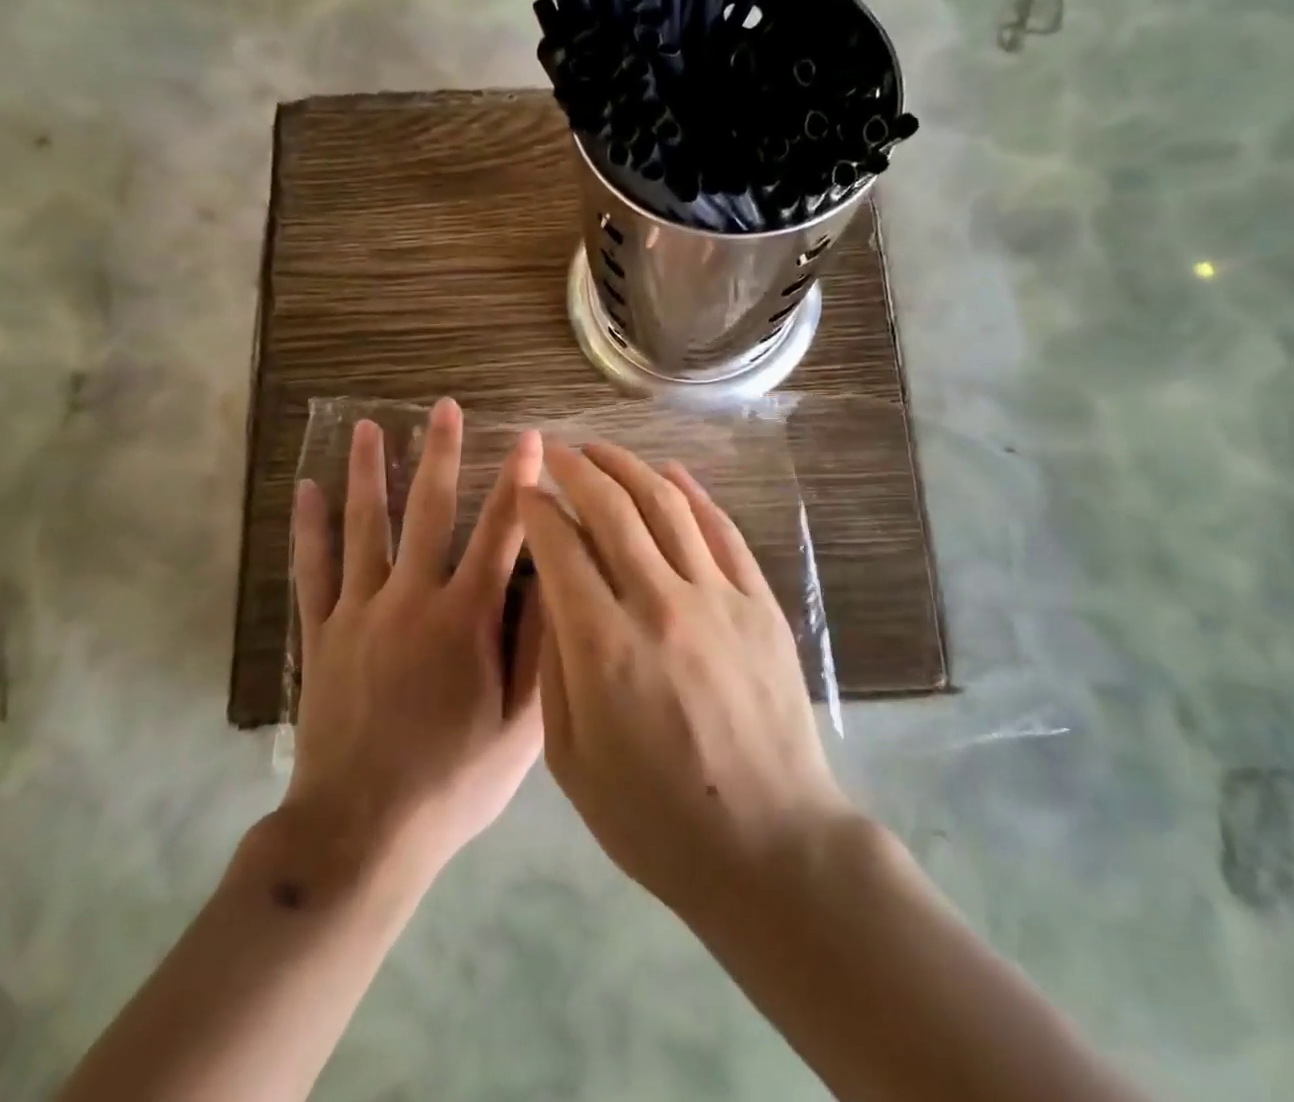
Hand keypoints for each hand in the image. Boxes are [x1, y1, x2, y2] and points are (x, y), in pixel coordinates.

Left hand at [282, 400, 545, 882]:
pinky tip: (305, 490)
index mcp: (465, 619)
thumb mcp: (521, 727)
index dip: (519, 482)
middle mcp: (412, 600)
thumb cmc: (453, 781)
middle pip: (428, 511)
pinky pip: (312, 569)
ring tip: (368, 427)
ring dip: (368, 473)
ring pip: (364, 527)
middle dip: (440, 454)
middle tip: (443, 407)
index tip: (531, 438)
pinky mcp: (322, 633)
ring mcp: (360, 612)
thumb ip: (538, 648)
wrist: (360, 833)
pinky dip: (308, 528)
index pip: (501, 533)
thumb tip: (552, 579)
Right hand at [518, 441, 849, 921]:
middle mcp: (661, 604)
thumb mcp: (572, 759)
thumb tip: (553, 591)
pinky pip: (722, 530)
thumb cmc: (655, 818)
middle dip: (577, 470)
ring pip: (667, 506)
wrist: (769, 844)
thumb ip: (556, 665)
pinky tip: (671, 473)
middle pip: (612, 509)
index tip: (524, 490)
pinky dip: (693, 494)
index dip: (537, 509)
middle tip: (556, 450)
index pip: (561, 547)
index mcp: (605, 647)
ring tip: (601, 449)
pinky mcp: (759, 603)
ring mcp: (718, 598)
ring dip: (629, 467)